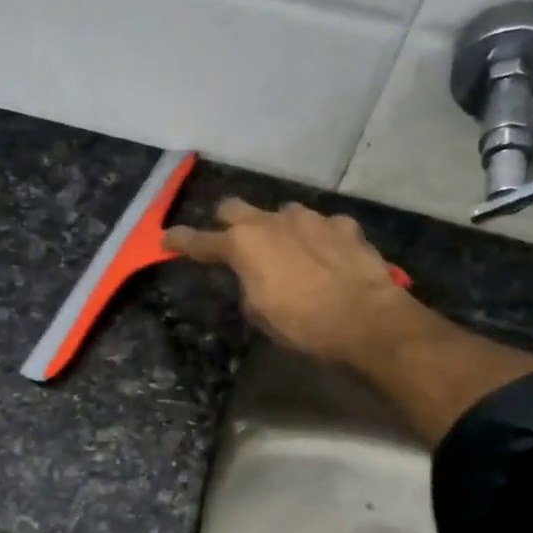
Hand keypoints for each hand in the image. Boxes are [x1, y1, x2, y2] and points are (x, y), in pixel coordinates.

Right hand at [163, 198, 430, 369]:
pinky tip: (328, 258)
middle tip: (231, 241)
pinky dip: (319, 239)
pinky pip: (322, 226)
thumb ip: (248, 285)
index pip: (200, 240)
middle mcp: (272, 221)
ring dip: (278, 229)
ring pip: (283, 213)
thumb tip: (254, 276)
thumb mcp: (259, 312)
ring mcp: (311, 219)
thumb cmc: (302, 324)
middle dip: (227, 222)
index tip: (166, 239)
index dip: (180, 241)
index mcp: (243, 245)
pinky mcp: (344, 225)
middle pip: (235, 207)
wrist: (365, 320)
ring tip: (289, 253)